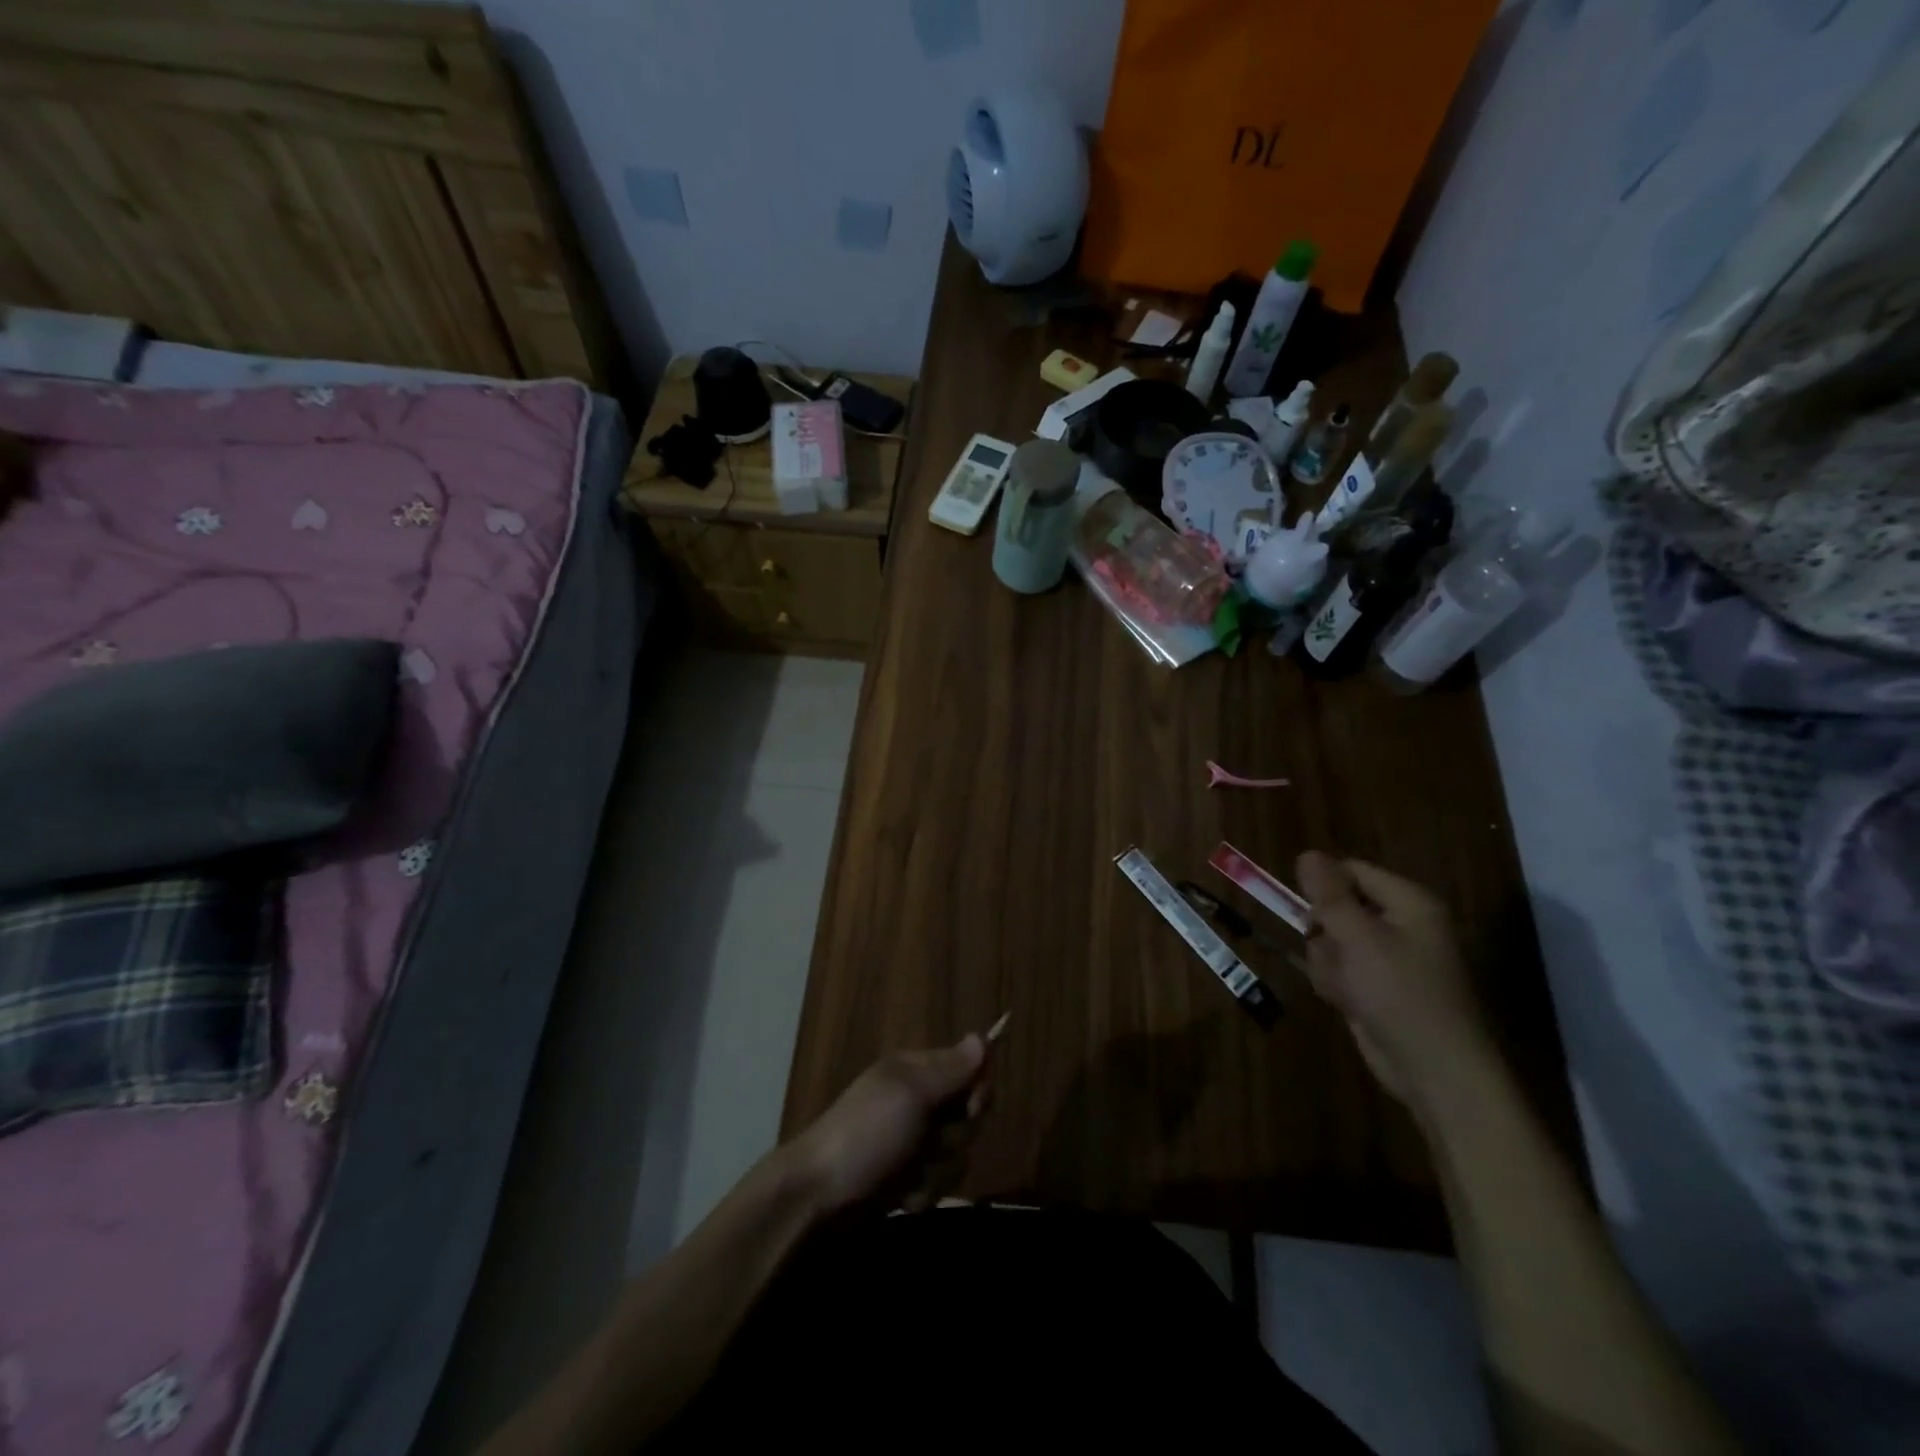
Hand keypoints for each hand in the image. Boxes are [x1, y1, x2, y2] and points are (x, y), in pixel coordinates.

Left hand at [782, 1034, 992, 1217]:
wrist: (818, 1197)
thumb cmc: (866, 1134)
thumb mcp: (910, 1094)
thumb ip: (950, 1069)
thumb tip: (982, 1037)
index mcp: (917, 1070)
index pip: (971, 1068)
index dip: (978, 1089)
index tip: (970, 1107)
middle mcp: (919, 1101)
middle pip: (969, 1115)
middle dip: (954, 1136)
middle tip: (928, 1142)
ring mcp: (913, 1142)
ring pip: (957, 1154)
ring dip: (936, 1170)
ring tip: (906, 1175)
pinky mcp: (908, 1178)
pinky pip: (939, 1183)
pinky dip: (922, 1192)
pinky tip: (900, 1196)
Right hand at [1296, 852, 1499, 1114]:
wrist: (1434, 1070)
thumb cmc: (1399, 993)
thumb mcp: (1358, 937)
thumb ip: (1329, 894)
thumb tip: (1307, 853)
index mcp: (1409, 903)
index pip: (1351, 870)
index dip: (1323, 885)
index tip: (1303, 909)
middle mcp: (1402, 924)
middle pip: (1338, 906)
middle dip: (1324, 931)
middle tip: (1331, 951)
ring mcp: (1389, 958)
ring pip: (1332, 940)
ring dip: (1328, 962)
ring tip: (1344, 986)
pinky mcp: (1377, 987)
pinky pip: (1340, 969)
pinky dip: (1335, 983)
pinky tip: (1345, 1002)